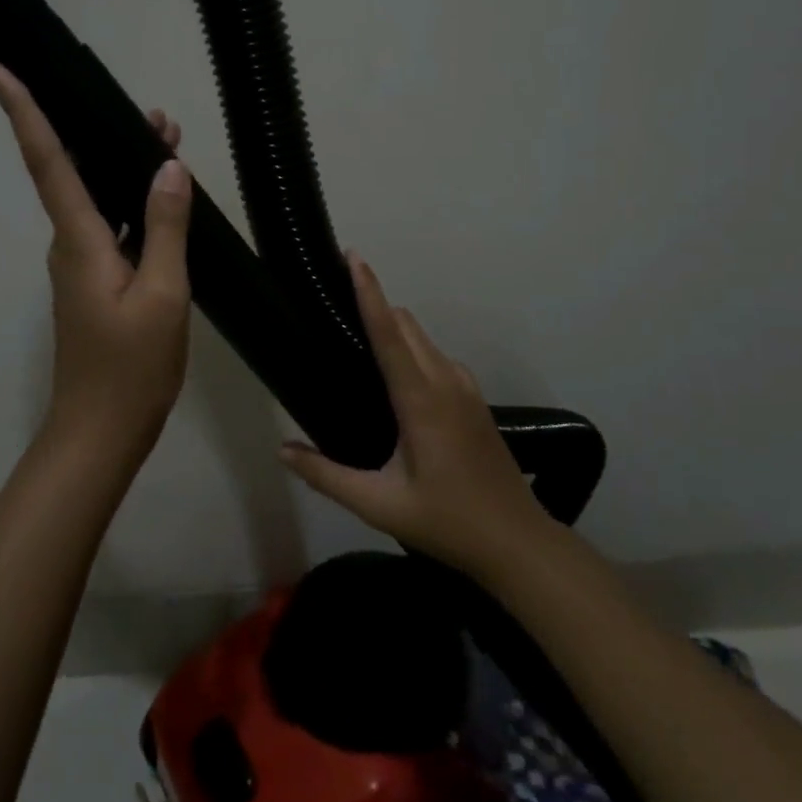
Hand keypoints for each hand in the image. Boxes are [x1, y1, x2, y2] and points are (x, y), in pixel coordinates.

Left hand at [0, 64, 193, 462]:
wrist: (100, 431)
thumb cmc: (130, 367)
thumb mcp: (163, 295)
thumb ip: (165, 228)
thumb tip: (168, 167)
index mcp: (79, 239)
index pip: (47, 161)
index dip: (23, 113)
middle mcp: (71, 243)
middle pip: (73, 170)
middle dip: (97, 130)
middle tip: (150, 110)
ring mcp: (81, 264)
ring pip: (96, 197)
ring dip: (121, 165)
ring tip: (167, 137)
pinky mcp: (95, 282)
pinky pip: (109, 226)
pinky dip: (132, 202)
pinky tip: (162, 197)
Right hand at [279, 251, 550, 576]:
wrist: (518, 545)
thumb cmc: (447, 522)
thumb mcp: (379, 505)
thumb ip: (326, 476)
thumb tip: (282, 449)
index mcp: (421, 399)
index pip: (389, 332)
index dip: (369, 291)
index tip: (354, 256)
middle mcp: (446, 381)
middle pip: (406, 324)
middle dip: (375, 303)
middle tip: (336, 303)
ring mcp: (466, 389)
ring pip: (424, 339)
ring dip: (394, 328)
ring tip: (359, 341)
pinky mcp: (475, 401)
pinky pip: (437, 357)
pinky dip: (412, 350)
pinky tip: (395, 381)